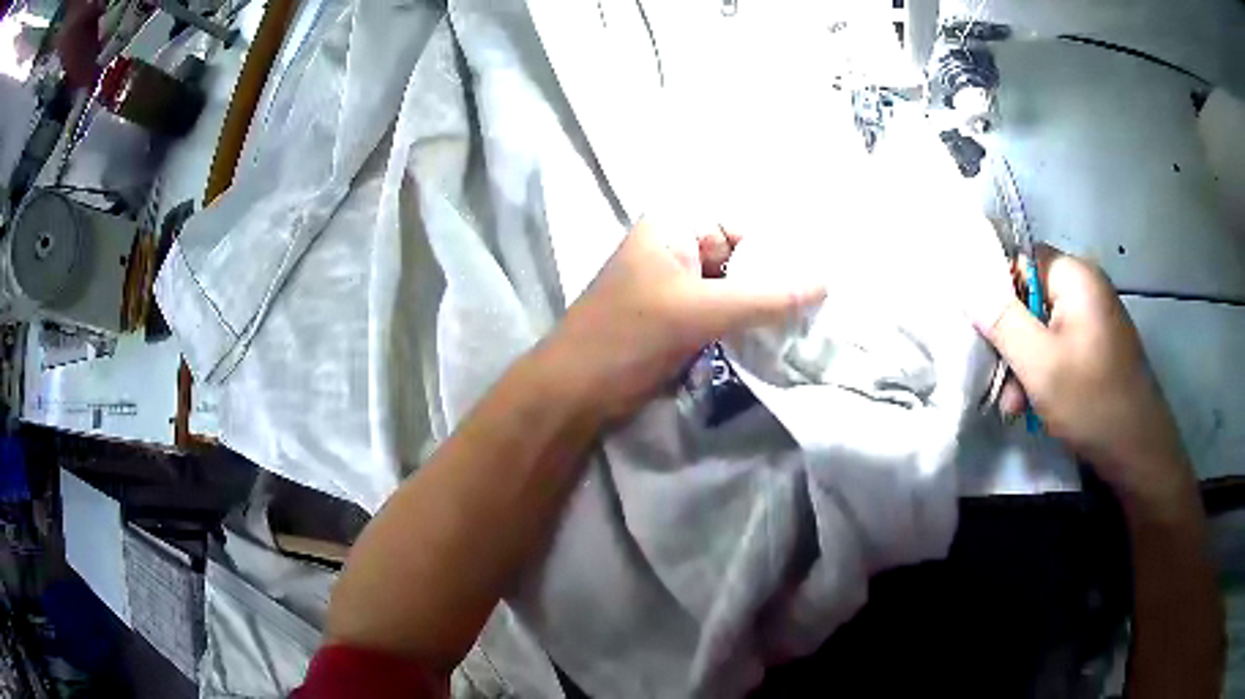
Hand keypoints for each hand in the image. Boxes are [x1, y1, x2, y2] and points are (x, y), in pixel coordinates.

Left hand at [542, 218, 825, 422]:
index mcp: (671, 228)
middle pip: (739, 258)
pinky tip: (776, 339)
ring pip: (733, 290)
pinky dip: (745, 326)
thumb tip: (825, 282)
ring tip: (807, 322)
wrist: (576, 393)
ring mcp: (676, 288)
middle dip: (774, 281)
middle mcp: (675, 250)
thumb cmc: (629, 336)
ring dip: (762, 307)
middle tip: (821, 302)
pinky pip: (722, 315)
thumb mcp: (700, 311)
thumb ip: (766, 297)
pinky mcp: (678, 322)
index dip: (779, 248)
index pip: (741, 226)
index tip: (820, 274)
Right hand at [978, 244, 1194, 507]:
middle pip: (1031, 299)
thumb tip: (965, 279)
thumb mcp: (1038, 363)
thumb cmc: (1091, 400)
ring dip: (1025, 366)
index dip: (997, 292)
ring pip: (1044, 330)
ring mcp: (1095, 320)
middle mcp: (1086, 288)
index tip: (985, 333)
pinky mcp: (1098, 348)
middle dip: (1012, 343)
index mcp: (1075, 276)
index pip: (1021, 260)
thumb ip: (1000, 318)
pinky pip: (1060, 348)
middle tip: (1002, 384)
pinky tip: (1037, 406)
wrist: (1139, 451)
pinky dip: (1045, 374)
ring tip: (1017, 407)